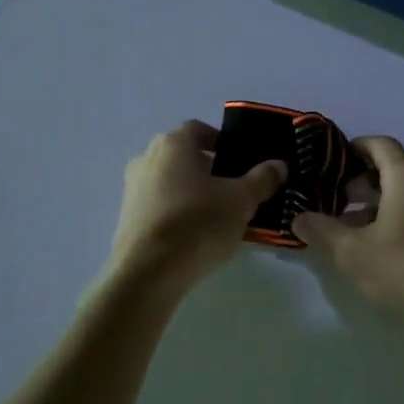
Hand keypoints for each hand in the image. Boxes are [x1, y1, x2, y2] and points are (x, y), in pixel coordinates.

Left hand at [108, 120, 285, 292]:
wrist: (147, 273)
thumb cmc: (198, 224)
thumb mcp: (241, 201)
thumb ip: (262, 179)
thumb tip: (278, 165)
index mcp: (173, 144)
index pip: (198, 129)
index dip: (221, 141)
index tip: (239, 162)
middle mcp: (147, 158)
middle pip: (182, 155)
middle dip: (208, 168)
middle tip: (233, 189)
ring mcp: (132, 188)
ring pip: (169, 181)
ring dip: (191, 191)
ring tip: (216, 216)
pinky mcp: (126, 217)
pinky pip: (157, 205)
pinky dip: (175, 212)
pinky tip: (193, 235)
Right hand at [293, 136, 403, 322]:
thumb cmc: (403, 266)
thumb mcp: (351, 251)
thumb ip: (321, 230)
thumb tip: (297, 218)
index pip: (380, 144)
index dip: (354, 148)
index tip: (331, 161)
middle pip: (393, 168)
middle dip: (361, 179)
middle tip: (333, 196)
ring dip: (376, 202)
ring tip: (348, 225)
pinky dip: (394, 218)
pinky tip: (376, 246)